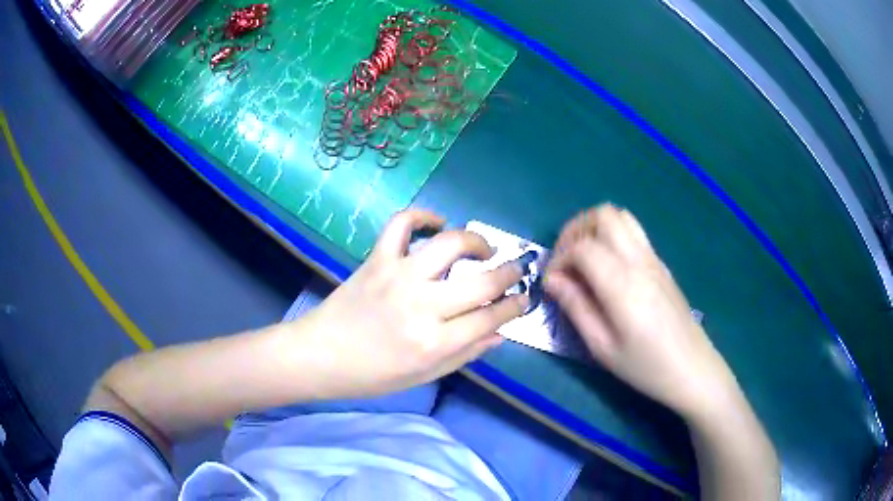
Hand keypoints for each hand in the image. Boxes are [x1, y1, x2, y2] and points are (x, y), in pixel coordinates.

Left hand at [303, 209, 527, 397]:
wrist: (320, 356)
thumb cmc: (372, 376)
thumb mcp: (424, 376)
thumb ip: (465, 354)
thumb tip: (500, 334)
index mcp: (434, 343)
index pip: (491, 317)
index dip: (515, 307)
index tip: (524, 299)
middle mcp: (421, 305)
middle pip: (482, 282)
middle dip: (510, 274)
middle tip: (516, 271)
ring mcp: (398, 276)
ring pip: (450, 245)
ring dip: (476, 241)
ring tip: (484, 249)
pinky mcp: (377, 259)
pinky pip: (401, 223)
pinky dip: (422, 216)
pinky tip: (436, 223)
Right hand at [544, 205, 736, 418]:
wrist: (692, 368)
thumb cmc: (645, 366)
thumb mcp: (602, 347)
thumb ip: (576, 307)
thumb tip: (552, 280)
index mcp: (622, 284)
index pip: (582, 247)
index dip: (559, 258)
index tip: (552, 283)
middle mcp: (639, 261)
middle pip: (603, 216)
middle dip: (575, 230)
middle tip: (565, 260)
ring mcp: (653, 259)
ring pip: (620, 216)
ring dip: (595, 228)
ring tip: (583, 258)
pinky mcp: (661, 264)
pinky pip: (634, 232)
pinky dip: (612, 236)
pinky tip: (607, 267)